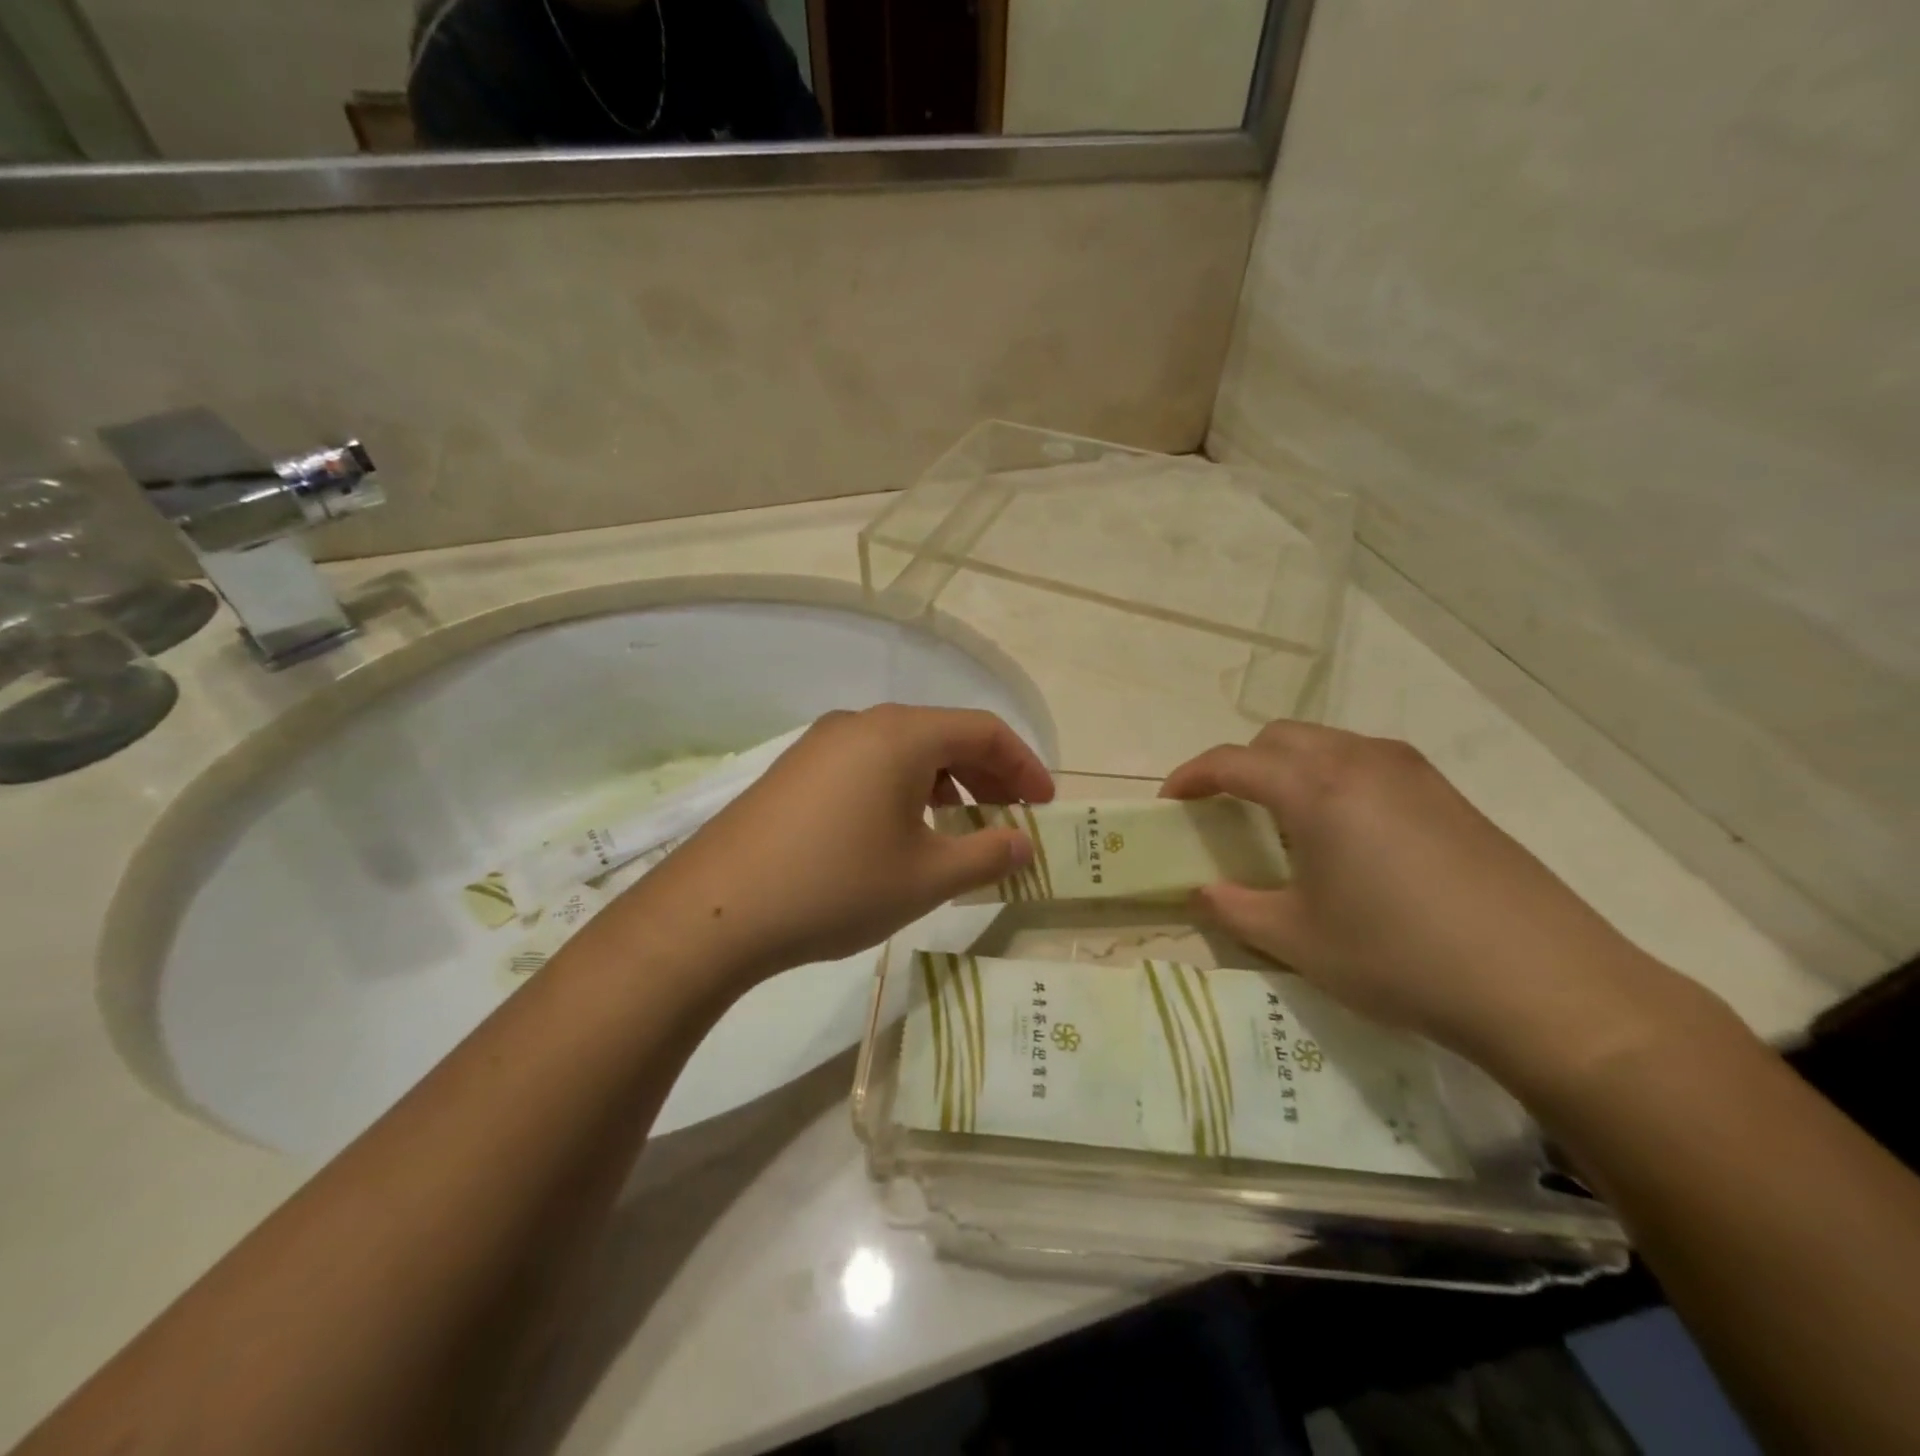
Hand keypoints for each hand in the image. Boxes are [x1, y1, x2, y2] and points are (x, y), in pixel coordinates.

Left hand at [617, 705, 1052, 990]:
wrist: (716, 910)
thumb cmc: (836, 885)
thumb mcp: (926, 877)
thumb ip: (987, 855)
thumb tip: (1023, 842)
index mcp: (900, 734)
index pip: (983, 729)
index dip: (1024, 764)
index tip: (1044, 804)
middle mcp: (861, 723)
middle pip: (943, 734)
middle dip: (987, 774)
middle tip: (1011, 816)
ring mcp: (822, 744)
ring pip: (904, 751)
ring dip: (945, 784)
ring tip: (960, 828)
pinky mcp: (796, 771)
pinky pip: (868, 766)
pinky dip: (903, 790)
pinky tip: (902, 832)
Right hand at [1162, 721, 1707, 1088]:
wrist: (1545, 985)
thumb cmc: (1399, 956)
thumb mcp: (1298, 940)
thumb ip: (1234, 908)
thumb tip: (1200, 892)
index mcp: (1315, 788)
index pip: (1232, 761)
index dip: (1191, 777)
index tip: (1170, 803)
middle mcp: (1361, 761)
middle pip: (1279, 737)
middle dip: (1242, 765)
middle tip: (1228, 813)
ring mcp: (1413, 773)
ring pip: (1328, 744)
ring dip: (1291, 769)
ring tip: (1288, 825)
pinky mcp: (1449, 794)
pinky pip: (1369, 764)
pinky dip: (1336, 780)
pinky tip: (1350, 838)